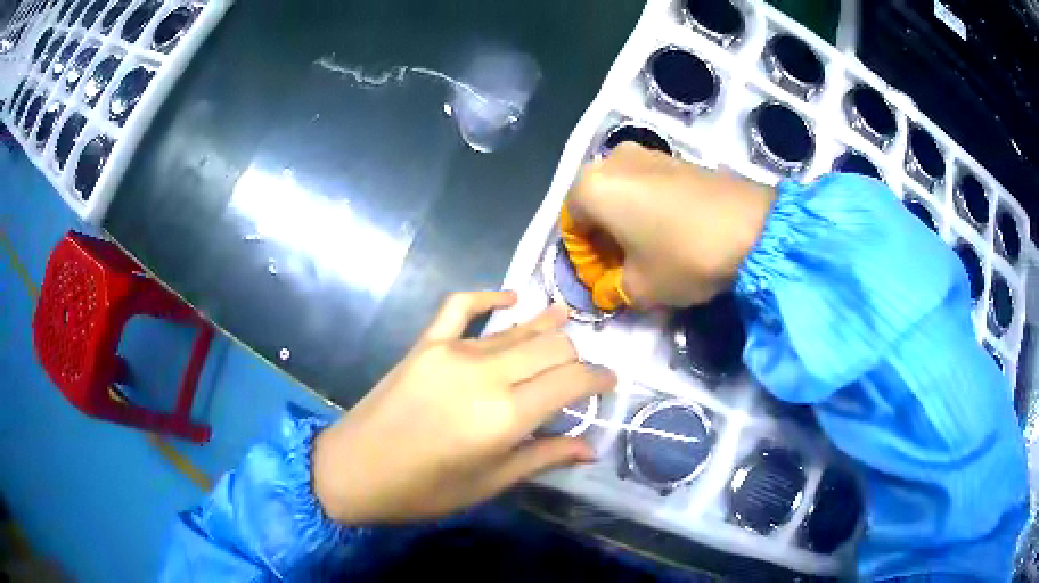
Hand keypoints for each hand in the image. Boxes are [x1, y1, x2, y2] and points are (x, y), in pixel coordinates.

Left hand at [312, 291, 615, 524]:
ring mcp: (452, 351)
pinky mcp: (425, 343)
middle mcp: (486, 373)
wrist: (353, 470)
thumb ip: (543, 457)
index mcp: (505, 415)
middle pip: (551, 347)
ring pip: (517, 329)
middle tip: (581, 372)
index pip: (572, 380)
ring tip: (568, 323)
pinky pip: (461, 306)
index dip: (599, 379)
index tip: (610, 384)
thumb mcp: (489, 484)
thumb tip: (591, 447)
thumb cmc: (424, 491)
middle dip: (575, 357)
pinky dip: (489, 297)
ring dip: (547, 328)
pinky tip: (511, 298)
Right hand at [566, 143, 775, 307]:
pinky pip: (647, 184)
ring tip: (648, 250)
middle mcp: (612, 160)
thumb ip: (612, 289)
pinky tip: (670, 231)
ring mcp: (647, 153)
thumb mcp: (640, 288)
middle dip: (604, 238)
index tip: (603, 281)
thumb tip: (609, 287)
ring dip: (626, 222)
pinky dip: (648, 207)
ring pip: (622, 192)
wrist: (753, 227)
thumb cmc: (683, 256)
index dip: (583, 258)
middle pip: (595, 204)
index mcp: (591, 186)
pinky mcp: (677, 157)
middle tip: (622, 267)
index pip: (570, 225)